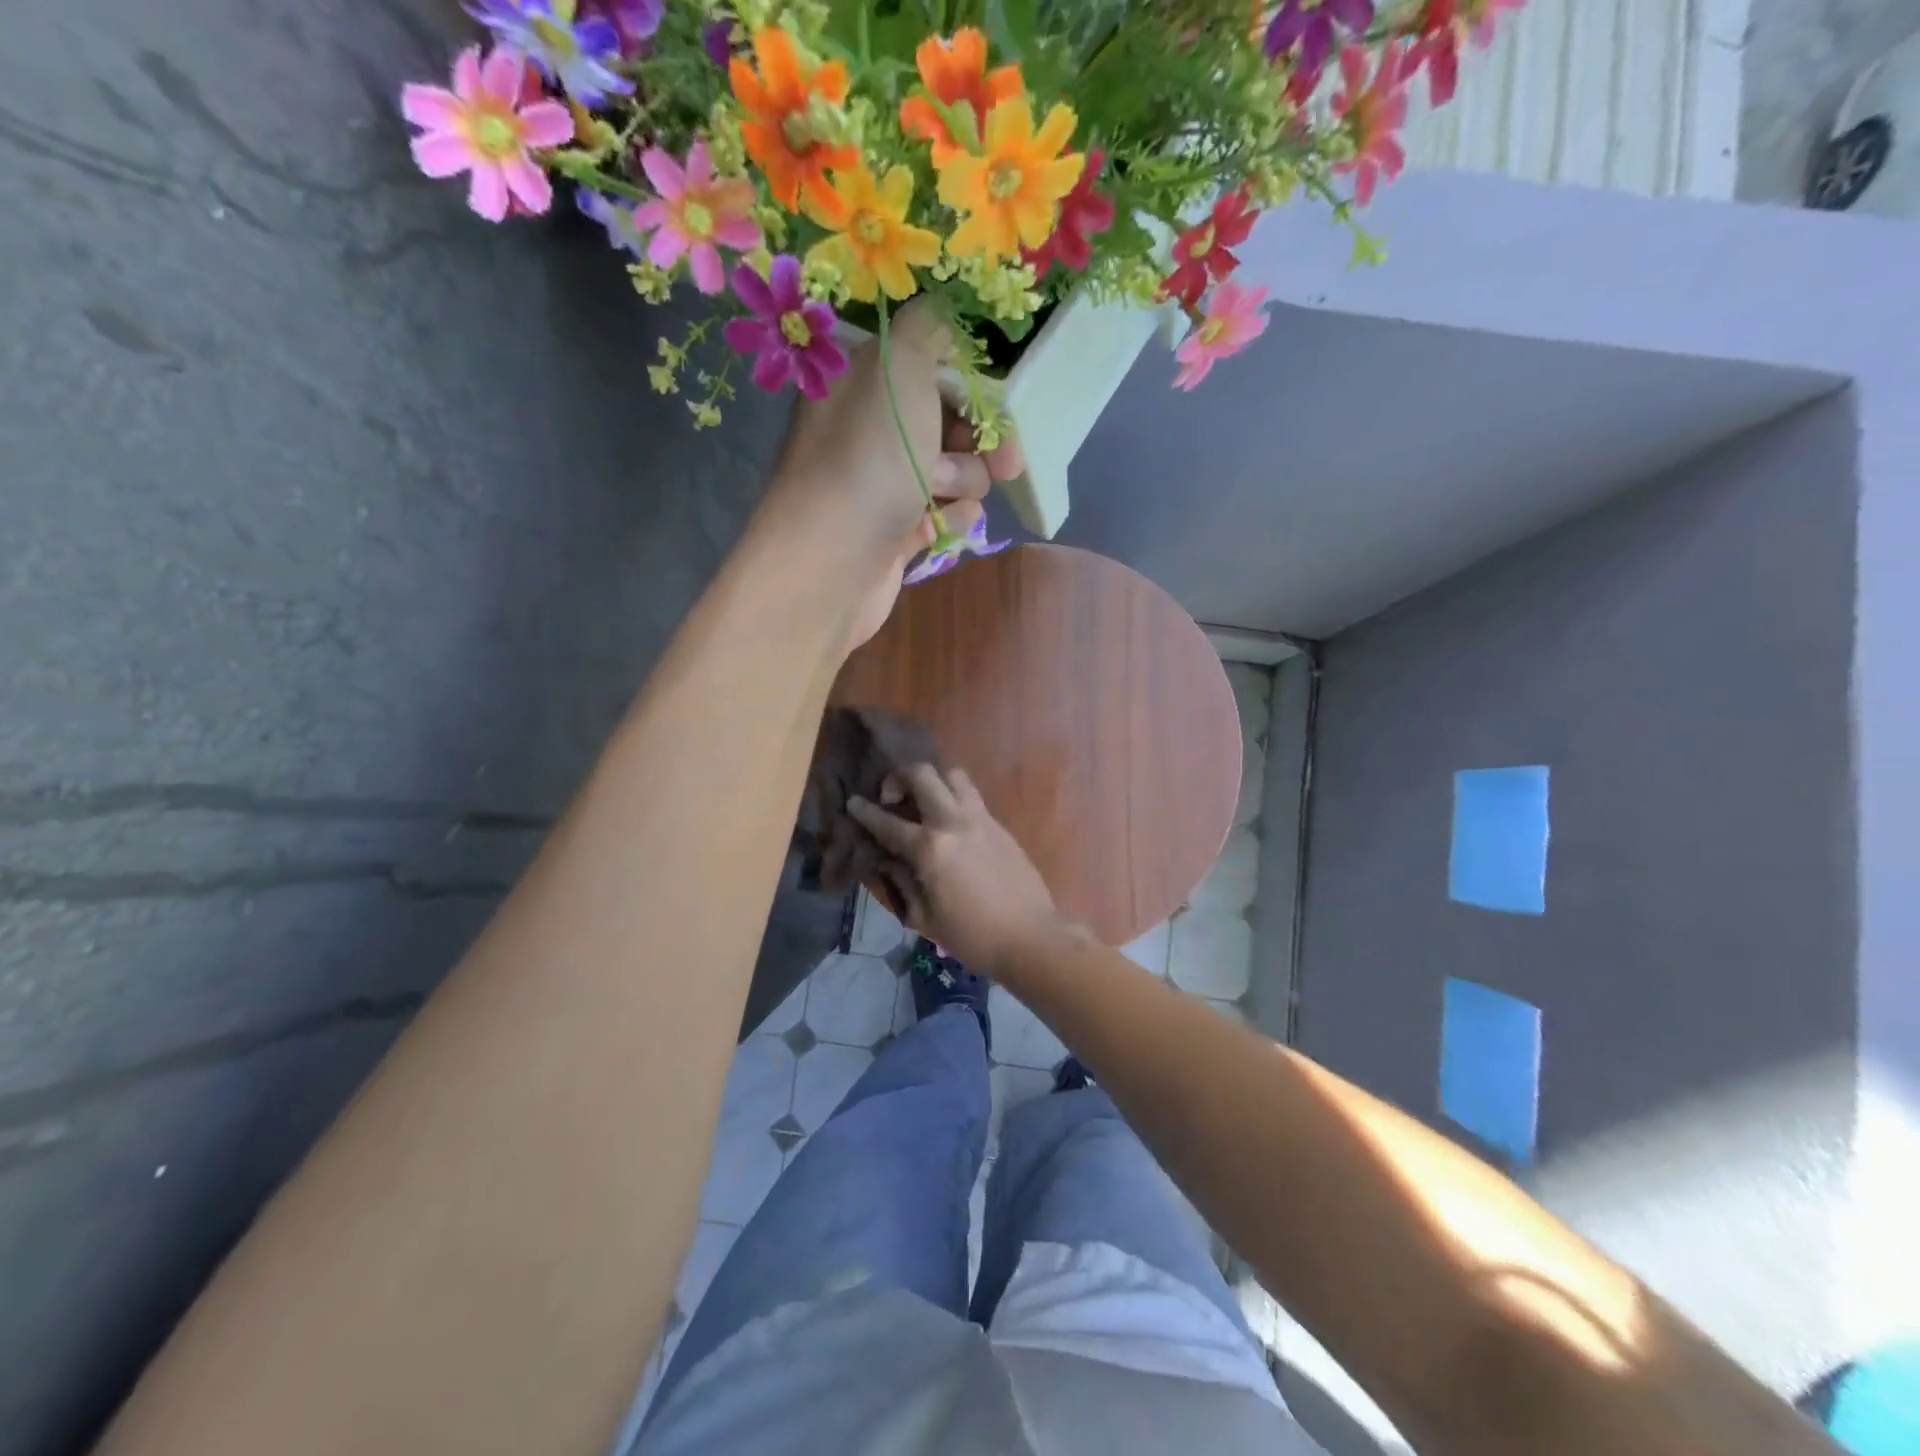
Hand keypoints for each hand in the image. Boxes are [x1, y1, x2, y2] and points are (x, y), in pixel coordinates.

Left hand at [764, 300, 1024, 650]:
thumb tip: (944, 309)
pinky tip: (933, 528)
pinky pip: (946, 512)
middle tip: (1005, 462)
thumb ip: (930, 325)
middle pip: (952, 421)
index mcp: (864, 379)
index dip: (974, 384)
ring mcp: (885, 482)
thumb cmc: (868, 457)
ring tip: (936, 496)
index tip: (1001, 401)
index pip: (933, 365)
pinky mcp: (897, 529)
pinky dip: (949, 518)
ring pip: (957, 470)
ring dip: (962, 481)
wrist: (834, 561)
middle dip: (978, 440)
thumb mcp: (900, 364)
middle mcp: (872, 427)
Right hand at [848, 764, 1066, 975]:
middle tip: (892, 797)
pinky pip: (972, 795)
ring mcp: (980, 818)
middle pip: (922, 774)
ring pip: (953, 774)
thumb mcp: (924, 918)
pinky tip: (950, 822)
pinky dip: (954, 797)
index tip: (853, 802)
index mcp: (930, 848)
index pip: (887, 822)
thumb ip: (901, 882)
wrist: (1030, 937)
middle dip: (898, 777)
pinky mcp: (999, 824)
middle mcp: (953, 822)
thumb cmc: (972, 936)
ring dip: (933, 780)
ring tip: (925, 802)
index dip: (864, 811)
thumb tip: (888, 860)